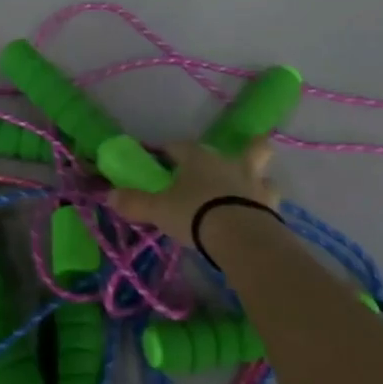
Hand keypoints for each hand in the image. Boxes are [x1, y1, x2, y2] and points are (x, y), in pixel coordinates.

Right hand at [109, 139, 280, 238]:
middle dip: (243, 149)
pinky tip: (259, 215)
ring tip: (251, 191)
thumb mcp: (158, 210)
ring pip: (264, 172)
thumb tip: (110, 196)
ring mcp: (256, 184)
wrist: (241, 237)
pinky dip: (265, 205)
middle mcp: (230, 163)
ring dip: (258, 178)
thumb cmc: (195, 214)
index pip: (181, 146)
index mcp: (199, 158)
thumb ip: (135, 202)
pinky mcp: (272, 207)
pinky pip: (270, 200)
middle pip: (245, 147)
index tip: (163, 158)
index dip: (170, 151)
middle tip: (234, 161)